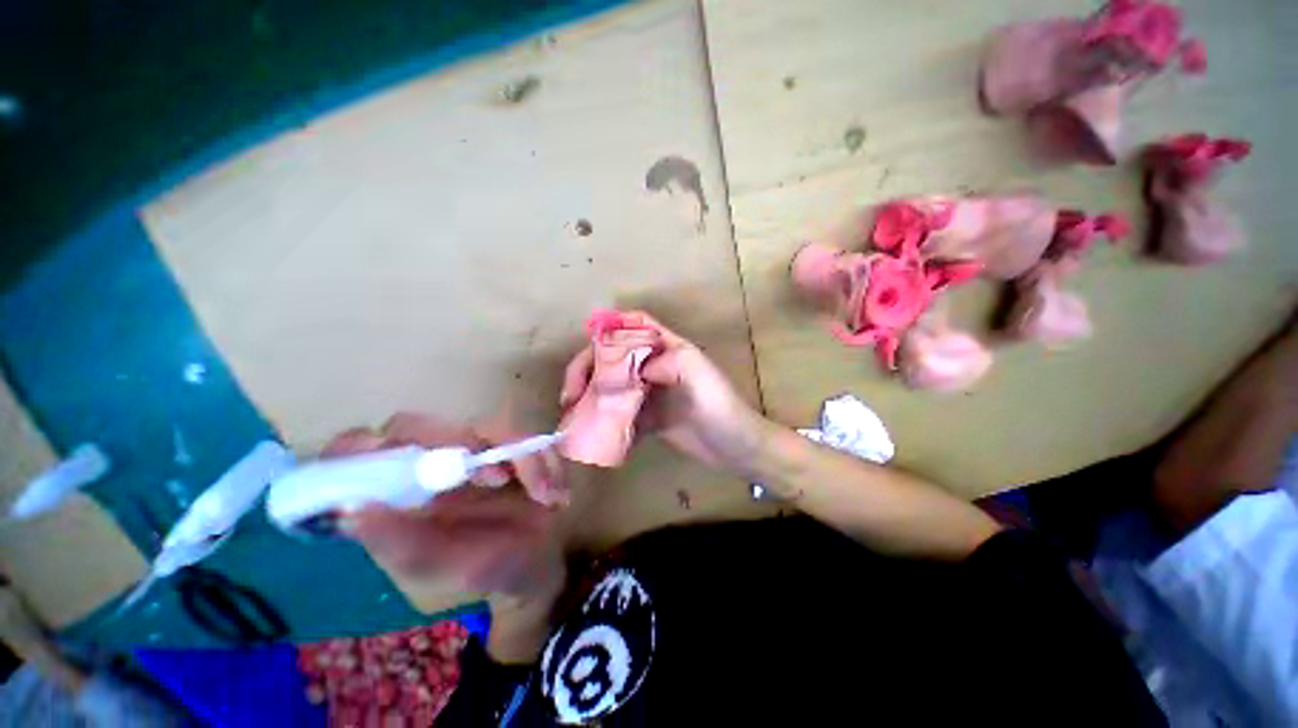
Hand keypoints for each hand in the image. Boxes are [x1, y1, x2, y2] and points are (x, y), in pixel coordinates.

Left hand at [323, 414, 565, 599]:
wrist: (537, 566)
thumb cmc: (484, 572)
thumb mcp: (438, 566)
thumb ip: (398, 542)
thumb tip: (351, 508)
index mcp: (395, 491)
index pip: (358, 450)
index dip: (370, 448)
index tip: (407, 465)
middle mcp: (426, 464)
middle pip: (422, 425)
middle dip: (462, 444)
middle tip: (498, 479)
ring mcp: (471, 451)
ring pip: (488, 427)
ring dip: (523, 459)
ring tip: (546, 499)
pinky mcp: (510, 446)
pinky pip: (528, 438)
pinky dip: (548, 463)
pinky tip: (557, 496)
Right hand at [559, 311, 769, 477]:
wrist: (736, 447)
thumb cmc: (721, 406)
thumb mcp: (700, 375)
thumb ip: (668, 361)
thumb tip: (635, 369)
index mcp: (669, 349)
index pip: (636, 326)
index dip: (611, 327)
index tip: (586, 345)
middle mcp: (657, 366)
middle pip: (615, 358)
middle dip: (589, 370)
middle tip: (570, 395)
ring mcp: (651, 393)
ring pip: (614, 385)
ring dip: (591, 395)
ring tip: (573, 413)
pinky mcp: (650, 418)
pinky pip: (622, 413)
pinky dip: (605, 418)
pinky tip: (593, 430)